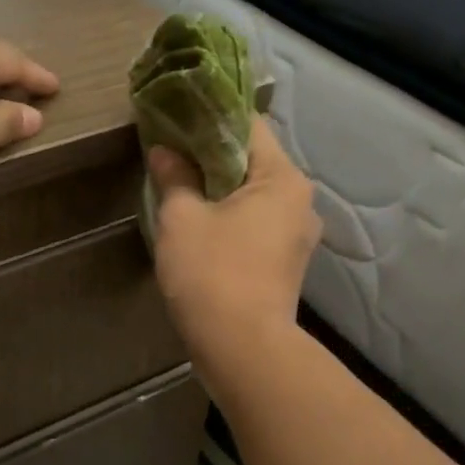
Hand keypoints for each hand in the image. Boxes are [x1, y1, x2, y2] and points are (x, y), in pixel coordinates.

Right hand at [148, 117, 319, 369]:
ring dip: (219, 188)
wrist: (243, 349)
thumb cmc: (212, 273)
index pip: (248, 125)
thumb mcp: (182, 218)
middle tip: (170, 150)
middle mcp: (300, 201)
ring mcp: (297, 236)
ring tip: (180, 184)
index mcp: (282, 179)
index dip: (209, 116)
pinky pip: (256, 224)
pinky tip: (200, 222)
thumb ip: (174, 177)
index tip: (176, 115)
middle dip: (211, 154)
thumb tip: (164, 150)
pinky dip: (230, 216)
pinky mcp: (286, 263)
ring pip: (253, 195)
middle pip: (252, 161)